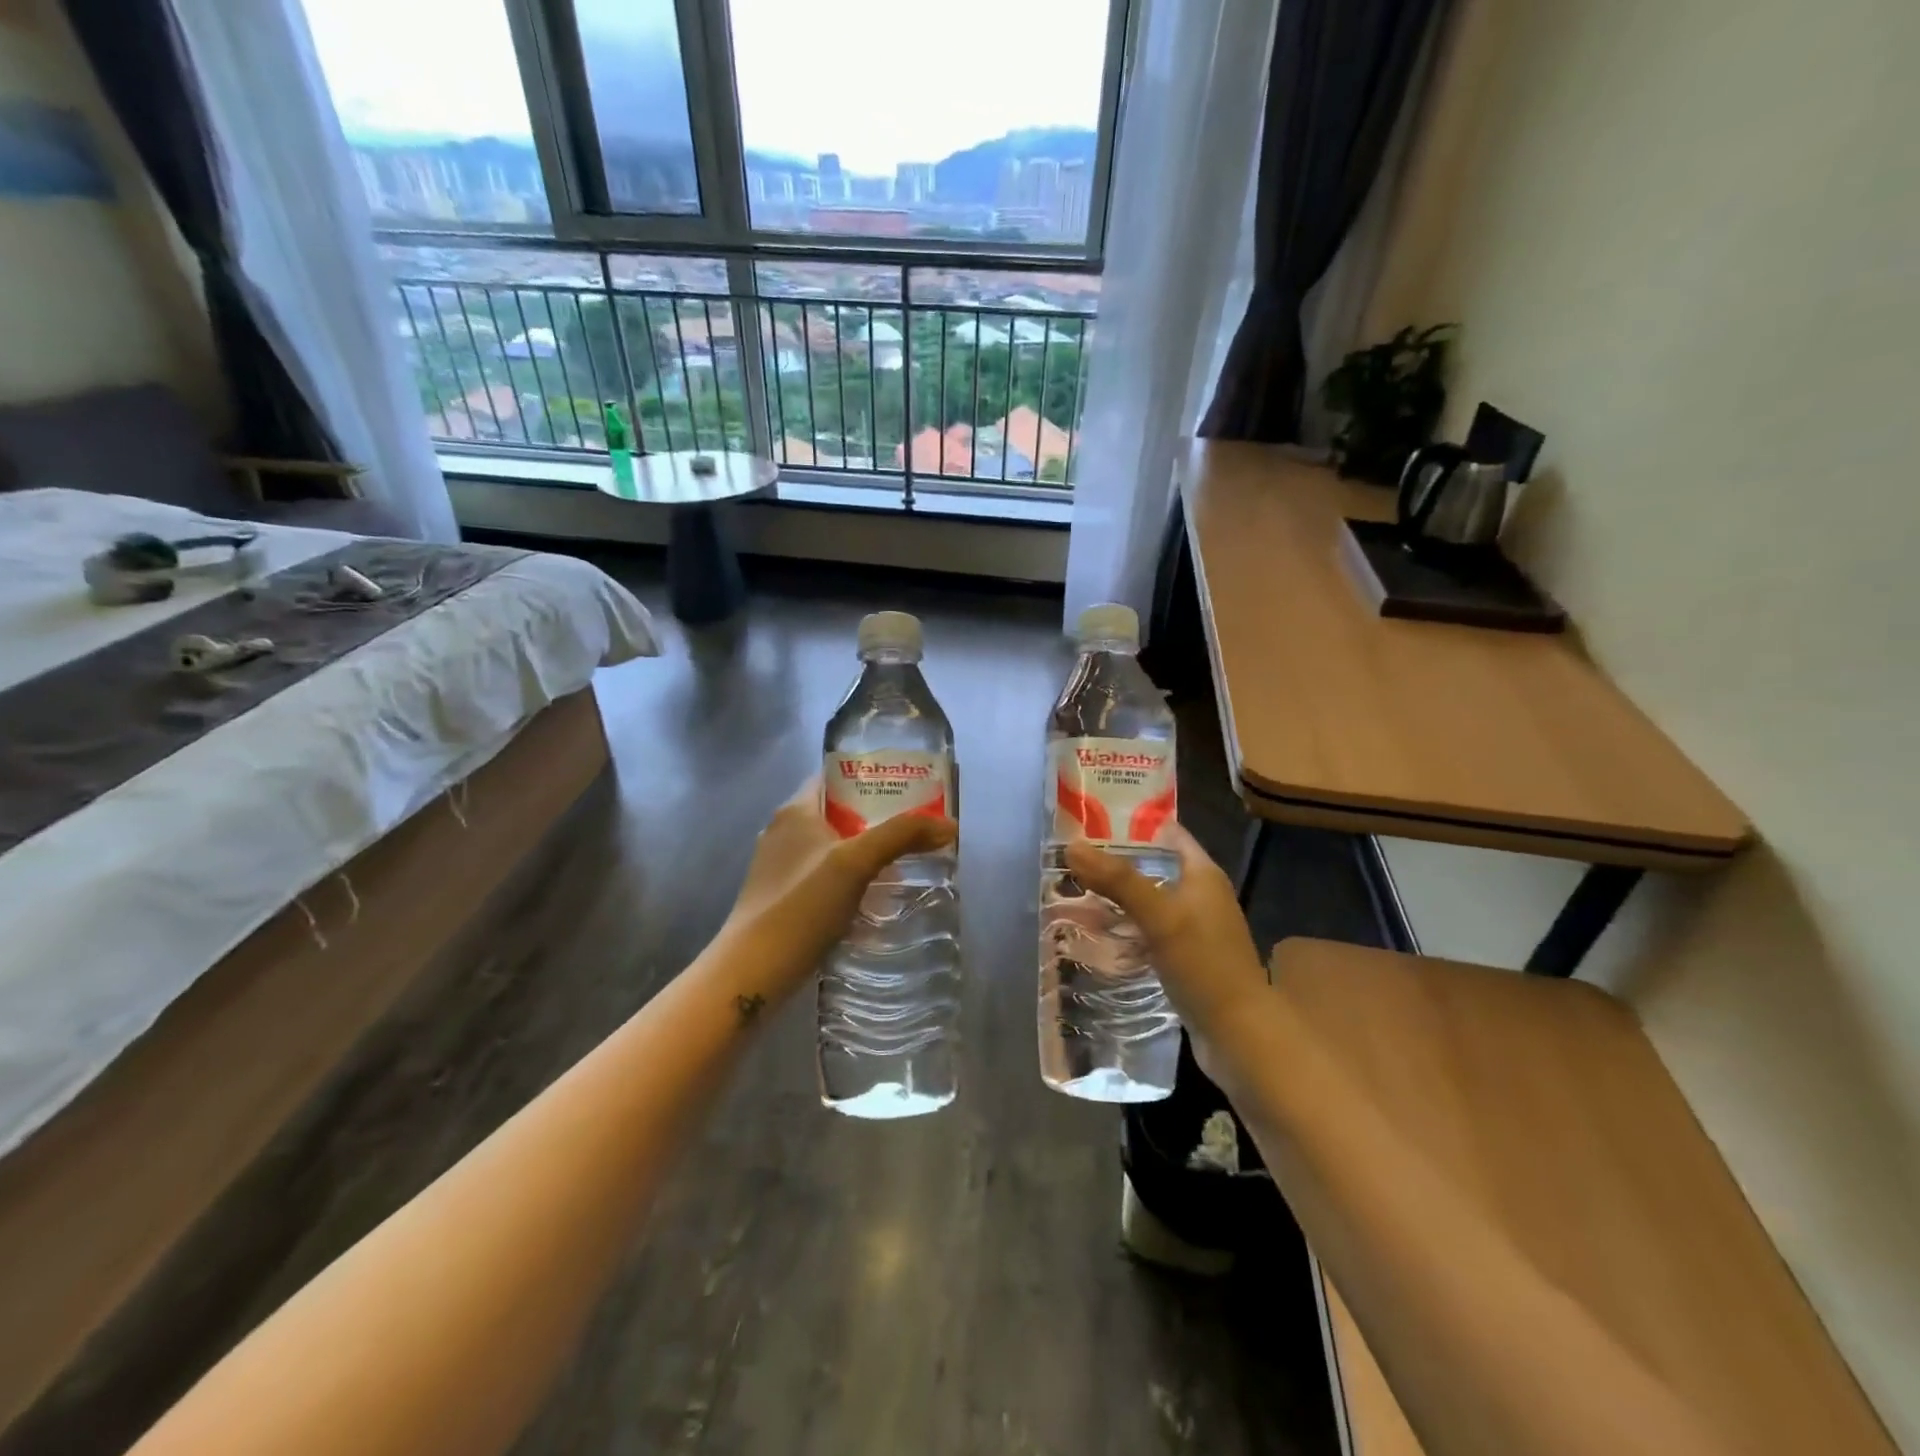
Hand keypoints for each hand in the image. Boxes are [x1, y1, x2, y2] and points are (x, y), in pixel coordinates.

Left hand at [720, 777, 956, 1000]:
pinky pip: (827, 876)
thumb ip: (901, 836)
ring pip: (834, 847)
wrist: (754, 972)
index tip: (910, 787)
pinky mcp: (785, 898)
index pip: (836, 777)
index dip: (872, 777)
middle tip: (919, 826)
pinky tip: (877, 896)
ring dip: (868, 850)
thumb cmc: (801, 905)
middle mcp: (784, 832)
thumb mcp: (856, 862)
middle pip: (840, 812)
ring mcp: (781, 867)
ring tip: (907, 860)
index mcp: (795, 811)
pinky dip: (853, 878)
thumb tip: (949, 825)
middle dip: (879, 818)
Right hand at [1063, 825, 1268, 1061]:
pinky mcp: (1185, 958)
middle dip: (1117, 862)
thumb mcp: (1159, 915)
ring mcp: (1195, 929)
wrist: (1239, 1034)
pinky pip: (1149, 931)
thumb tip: (1072, 847)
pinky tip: (1099, 934)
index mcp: (1203, 875)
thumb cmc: (1204, 964)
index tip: (1093, 820)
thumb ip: (1118, 880)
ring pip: (1150, 901)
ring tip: (1076, 892)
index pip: (1169, 834)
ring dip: (1119, 897)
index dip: (1135, 823)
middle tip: (1074, 859)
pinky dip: (1126, 927)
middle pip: (1155, 867)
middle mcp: (1202, 896)